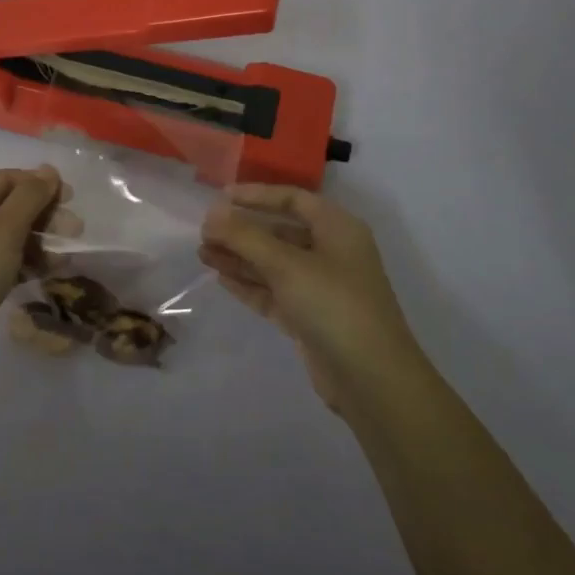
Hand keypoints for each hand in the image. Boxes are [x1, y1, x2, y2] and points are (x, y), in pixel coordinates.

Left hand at [0, 167, 60, 384]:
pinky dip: (25, 262)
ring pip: (8, 235)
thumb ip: (30, 197)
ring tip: (64, 259)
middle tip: (75, 232)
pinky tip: (47, 273)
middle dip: (43, 217)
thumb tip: (48, 171)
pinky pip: (2, 260)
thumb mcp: (4, 230)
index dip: (40, 186)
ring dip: (38, 242)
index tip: (72, 200)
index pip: (6, 179)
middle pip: (8, 206)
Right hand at [200, 185, 422, 410]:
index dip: (256, 195)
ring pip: (273, 264)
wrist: (371, 380)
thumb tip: (211, 214)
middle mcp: (331, 253)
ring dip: (240, 257)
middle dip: (242, 230)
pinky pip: (274, 292)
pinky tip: (221, 279)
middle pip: (280, 232)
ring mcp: (321, 287)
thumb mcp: (287, 265)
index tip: (220, 198)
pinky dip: (249, 284)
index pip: (292, 199)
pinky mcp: (310, 318)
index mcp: (337, 228)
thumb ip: (246, 237)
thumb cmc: (334, 305)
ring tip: (203, 254)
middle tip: (204, 232)